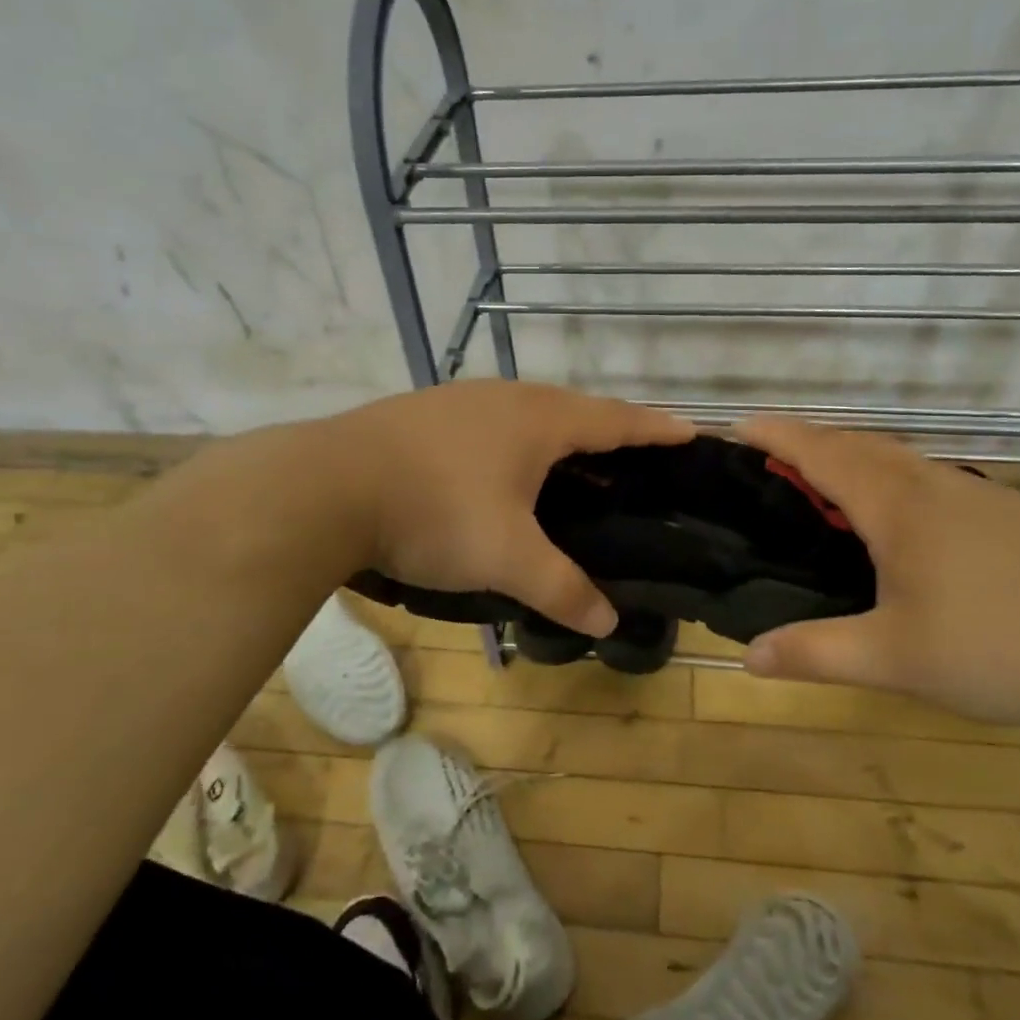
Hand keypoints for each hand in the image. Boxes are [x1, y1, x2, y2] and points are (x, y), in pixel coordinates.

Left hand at [338, 381, 694, 636]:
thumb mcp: (506, 558)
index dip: (656, 429)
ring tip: (575, 468)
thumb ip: (562, 589)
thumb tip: (609, 622)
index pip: (617, 420)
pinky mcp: (425, 413)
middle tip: (636, 461)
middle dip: (610, 431)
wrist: (327, 484)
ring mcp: (461, 400)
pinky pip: (492, 422)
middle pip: (575, 409)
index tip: (692, 432)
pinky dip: (516, 442)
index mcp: (540, 420)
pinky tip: (502, 471)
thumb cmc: (435, 511)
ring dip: (559, 435)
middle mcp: (506, 397)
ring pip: (528, 412)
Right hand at [736, 416, 1019, 725]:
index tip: (737, 426)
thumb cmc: (1004, 641)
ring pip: (894, 457)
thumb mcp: (898, 659)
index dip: (776, 436)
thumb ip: (818, 654)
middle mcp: (929, 486)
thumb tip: (747, 657)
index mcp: (895, 506)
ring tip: (819, 481)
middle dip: (806, 440)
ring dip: (848, 455)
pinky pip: (921, 477)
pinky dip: (884, 476)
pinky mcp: (1000, 515)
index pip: (820, 454)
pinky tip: (893, 518)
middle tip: (768, 456)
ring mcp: (970, 496)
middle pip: (856, 444)